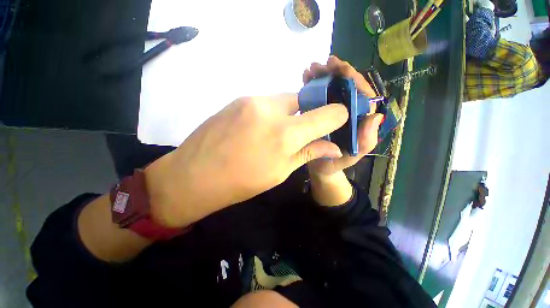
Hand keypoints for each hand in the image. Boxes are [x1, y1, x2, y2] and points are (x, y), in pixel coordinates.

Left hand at [144, 94, 348, 226]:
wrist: (193, 175)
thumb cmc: (240, 182)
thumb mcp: (279, 172)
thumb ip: (308, 153)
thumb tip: (334, 147)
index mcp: (284, 134)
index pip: (327, 114)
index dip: (338, 116)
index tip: (339, 121)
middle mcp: (270, 109)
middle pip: (304, 100)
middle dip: (309, 114)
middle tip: (303, 131)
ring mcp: (251, 100)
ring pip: (284, 100)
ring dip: (289, 114)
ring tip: (278, 133)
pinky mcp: (238, 99)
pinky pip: (266, 102)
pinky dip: (272, 113)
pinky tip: (260, 128)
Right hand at [303, 56, 383, 178]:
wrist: (319, 167)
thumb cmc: (335, 163)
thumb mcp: (352, 155)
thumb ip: (366, 141)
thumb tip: (375, 116)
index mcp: (359, 119)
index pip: (361, 93)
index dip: (351, 77)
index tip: (338, 67)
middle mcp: (348, 112)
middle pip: (345, 87)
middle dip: (333, 73)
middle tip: (320, 65)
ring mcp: (333, 111)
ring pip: (331, 89)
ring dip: (321, 76)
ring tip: (309, 70)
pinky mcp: (320, 113)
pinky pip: (318, 96)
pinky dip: (312, 86)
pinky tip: (304, 79)